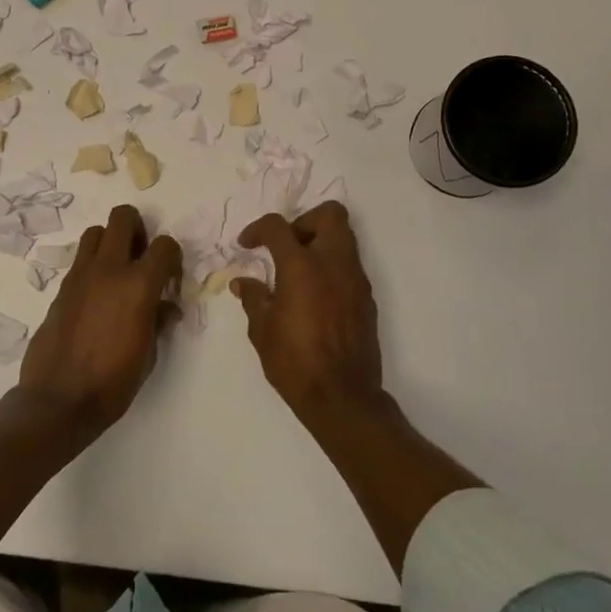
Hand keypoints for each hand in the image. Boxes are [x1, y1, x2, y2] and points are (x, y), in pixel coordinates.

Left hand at [19, 205, 181, 432]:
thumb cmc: (113, 382)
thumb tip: (165, 308)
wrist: (59, 400)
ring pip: (95, 232)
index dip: (172, 257)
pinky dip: (92, 266)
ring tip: (117, 270)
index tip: (170, 277)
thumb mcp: (149, 354)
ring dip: (110, 242)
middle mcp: (109, 270)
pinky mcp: (61, 288)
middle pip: (123, 217)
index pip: (165, 246)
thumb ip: (158, 321)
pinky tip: (97, 296)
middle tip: (141, 256)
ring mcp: (80, 276)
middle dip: (138, 229)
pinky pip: (80, 261)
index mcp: (139, 285)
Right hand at [232, 201, 383, 415]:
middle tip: (286, 246)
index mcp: (302, 266)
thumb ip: (253, 297)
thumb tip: (243, 281)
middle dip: (304, 221)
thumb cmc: (295, 362)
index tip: (247, 244)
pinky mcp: (367, 297)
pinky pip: (350, 265)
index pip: (279, 226)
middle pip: (329, 214)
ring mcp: (355, 279)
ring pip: (344, 237)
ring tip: (298, 270)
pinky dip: (332, 267)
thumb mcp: (262, 330)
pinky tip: (315, 294)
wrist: (342, 397)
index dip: (258, 229)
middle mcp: (333, 263)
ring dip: (320, 242)